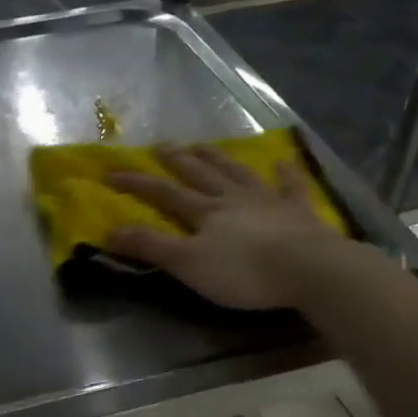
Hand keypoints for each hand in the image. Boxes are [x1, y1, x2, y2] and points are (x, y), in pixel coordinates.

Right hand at [105, 146, 342, 310]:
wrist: (308, 269)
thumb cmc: (244, 272)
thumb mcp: (188, 264)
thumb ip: (150, 247)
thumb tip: (109, 230)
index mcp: (205, 212)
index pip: (164, 193)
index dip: (136, 183)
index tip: (110, 173)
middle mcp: (233, 198)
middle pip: (200, 174)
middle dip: (177, 160)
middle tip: (161, 145)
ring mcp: (269, 201)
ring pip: (237, 173)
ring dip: (218, 159)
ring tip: (203, 146)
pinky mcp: (300, 212)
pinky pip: (291, 186)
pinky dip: (285, 173)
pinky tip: (282, 162)